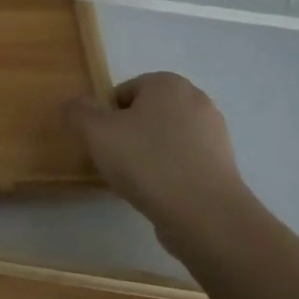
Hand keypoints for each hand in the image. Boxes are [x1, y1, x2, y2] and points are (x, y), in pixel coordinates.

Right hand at [65, 72, 250, 248]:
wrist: (204, 215)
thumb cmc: (146, 161)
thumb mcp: (96, 132)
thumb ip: (78, 111)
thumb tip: (74, 105)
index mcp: (167, 83)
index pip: (124, 92)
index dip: (107, 117)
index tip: (103, 143)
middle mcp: (196, 100)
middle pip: (145, 114)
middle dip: (129, 134)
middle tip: (116, 161)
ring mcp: (215, 134)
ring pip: (165, 139)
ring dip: (148, 155)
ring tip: (137, 182)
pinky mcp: (224, 166)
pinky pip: (184, 162)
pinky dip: (169, 173)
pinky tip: (160, 194)